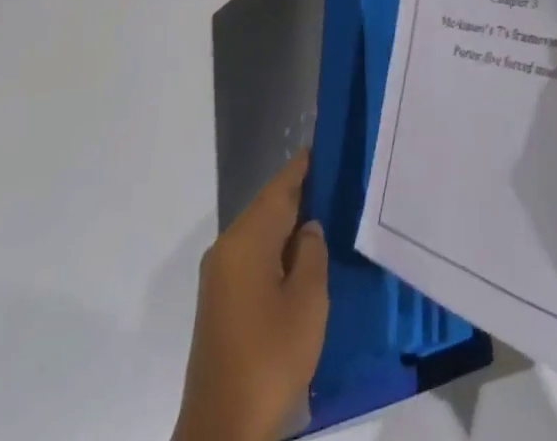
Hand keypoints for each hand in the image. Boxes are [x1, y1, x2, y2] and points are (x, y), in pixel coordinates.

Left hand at [172, 151, 328, 440]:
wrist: (222, 430)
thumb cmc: (269, 357)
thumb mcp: (307, 301)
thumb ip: (311, 253)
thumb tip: (308, 229)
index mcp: (246, 240)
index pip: (280, 187)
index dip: (303, 166)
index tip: (325, 144)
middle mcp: (226, 248)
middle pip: (268, 208)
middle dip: (300, 194)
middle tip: (337, 181)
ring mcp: (219, 277)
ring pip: (260, 234)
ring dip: (289, 225)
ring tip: (327, 215)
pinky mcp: (219, 303)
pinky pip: (253, 257)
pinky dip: (277, 250)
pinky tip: (301, 259)